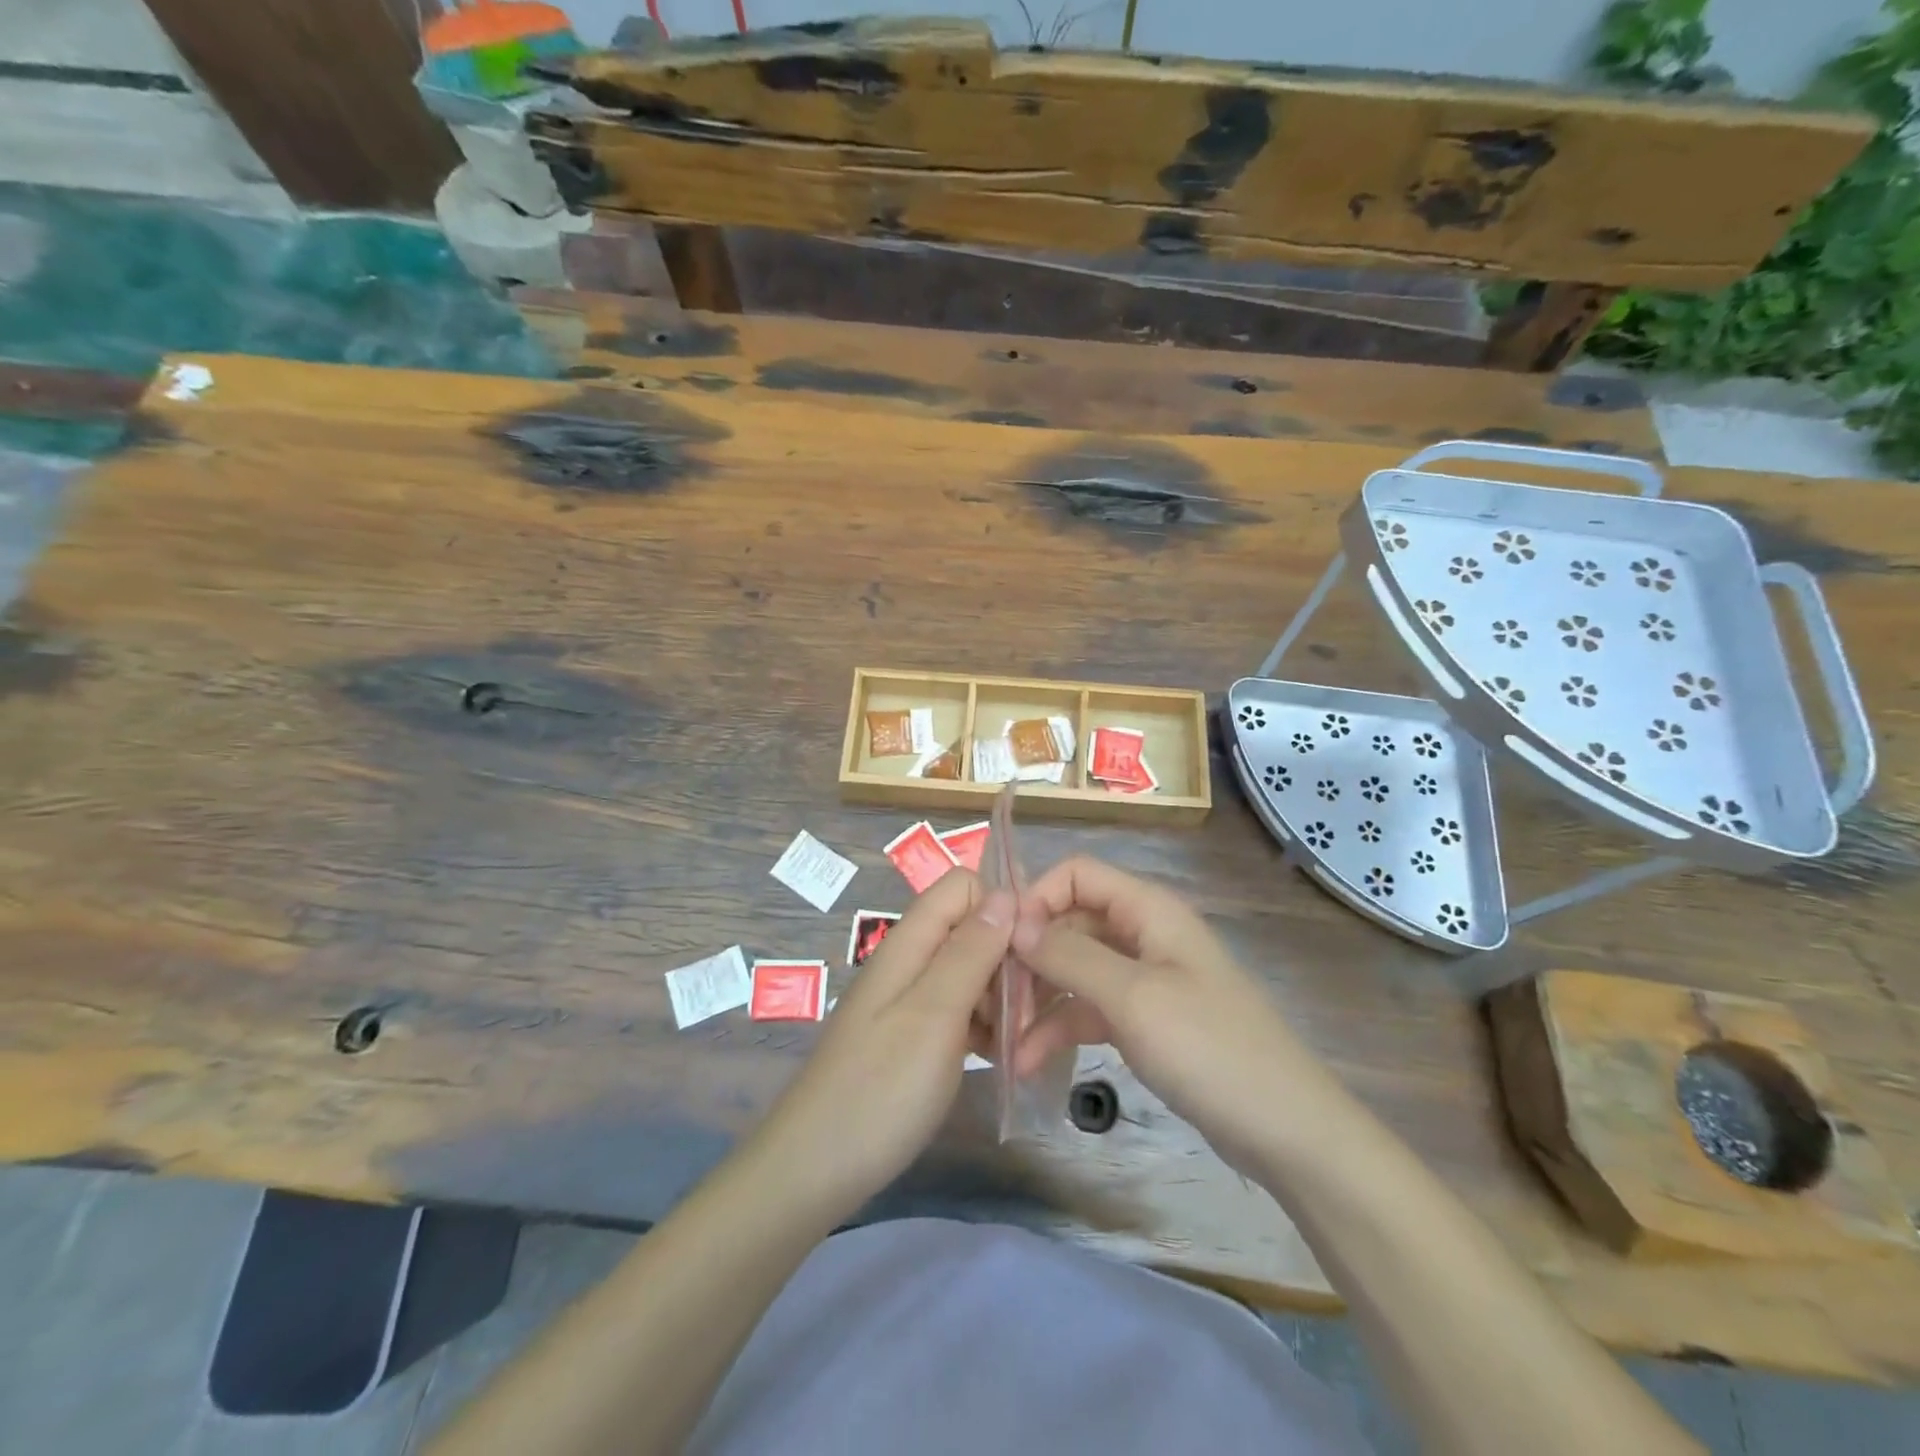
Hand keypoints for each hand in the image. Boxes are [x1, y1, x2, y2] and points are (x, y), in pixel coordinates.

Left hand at [754, 868, 1013, 1217]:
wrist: (814, 1169)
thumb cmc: (880, 1089)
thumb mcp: (934, 1015)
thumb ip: (969, 951)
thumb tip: (1005, 893)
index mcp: (910, 943)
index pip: (964, 885)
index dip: (1002, 905)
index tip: (1033, 951)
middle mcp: (910, 960)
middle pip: (972, 928)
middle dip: (1008, 958)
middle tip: (1027, 1014)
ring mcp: (910, 999)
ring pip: (970, 970)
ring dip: (1001, 997)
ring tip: (1016, 1044)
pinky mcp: (913, 1035)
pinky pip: (960, 1009)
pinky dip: (984, 1025)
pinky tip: (998, 1058)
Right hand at [1010, 857, 1346, 1173]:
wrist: (1287, 1133)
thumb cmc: (1211, 1050)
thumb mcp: (1133, 999)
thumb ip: (1070, 956)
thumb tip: (1014, 921)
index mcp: (1148, 910)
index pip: (1076, 875)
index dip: (1036, 898)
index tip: (1001, 943)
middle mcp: (1143, 934)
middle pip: (1070, 924)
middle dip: (1029, 958)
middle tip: (993, 1002)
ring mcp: (1144, 979)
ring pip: (1075, 970)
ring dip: (1038, 1001)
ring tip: (1004, 1046)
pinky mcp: (1145, 1020)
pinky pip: (1090, 1009)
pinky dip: (1061, 1029)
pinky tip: (1030, 1061)